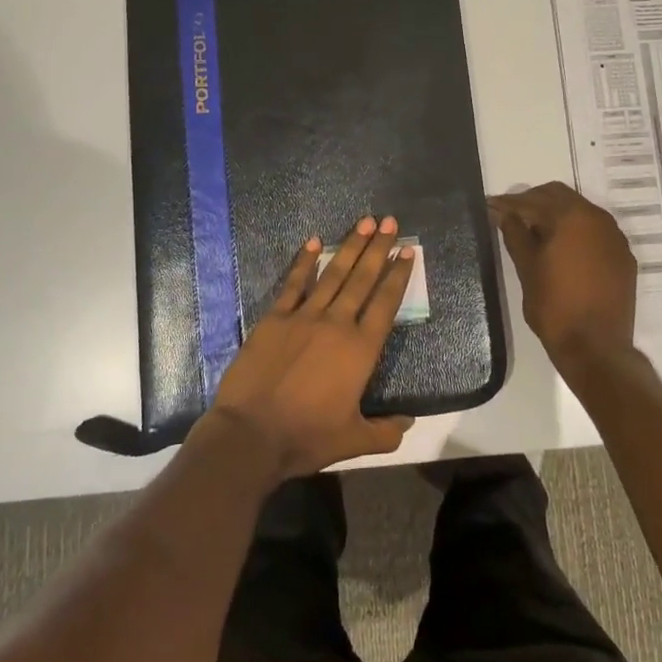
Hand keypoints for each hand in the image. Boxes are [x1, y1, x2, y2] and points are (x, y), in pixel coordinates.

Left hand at [204, 216, 415, 481]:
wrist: (252, 435)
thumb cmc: (307, 437)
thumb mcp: (354, 440)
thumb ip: (386, 430)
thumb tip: (409, 422)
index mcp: (361, 349)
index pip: (385, 303)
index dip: (398, 275)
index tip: (407, 251)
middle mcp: (337, 323)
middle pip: (362, 278)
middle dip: (378, 247)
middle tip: (390, 221)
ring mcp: (303, 317)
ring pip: (333, 273)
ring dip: (349, 246)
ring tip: (364, 221)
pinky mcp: (274, 318)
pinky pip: (293, 283)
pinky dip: (304, 261)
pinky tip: (313, 241)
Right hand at [489, 183, 638, 375]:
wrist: (596, 347)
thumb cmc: (555, 307)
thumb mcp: (527, 269)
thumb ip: (515, 235)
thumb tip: (503, 214)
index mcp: (571, 217)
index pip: (533, 200)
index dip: (509, 203)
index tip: (491, 206)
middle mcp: (597, 219)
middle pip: (559, 196)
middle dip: (533, 202)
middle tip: (511, 216)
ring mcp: (615, 237)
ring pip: (580, 211)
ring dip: (556, 214)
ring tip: (534, 232)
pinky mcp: (623, 256)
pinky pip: (596, 231)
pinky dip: (576, 231)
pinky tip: (562, 248)